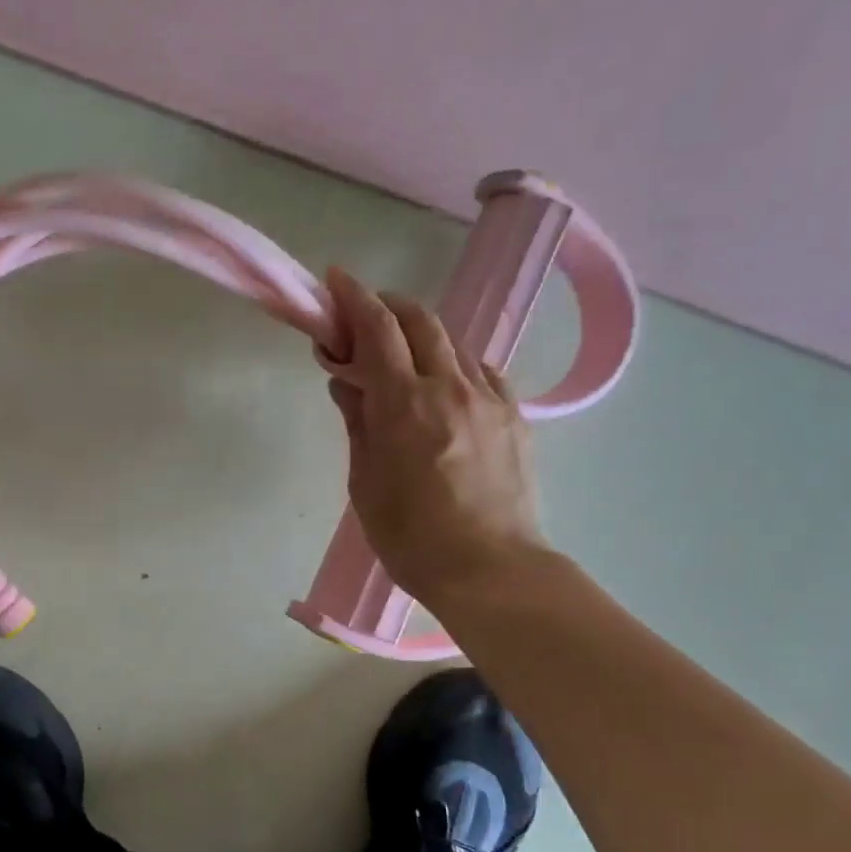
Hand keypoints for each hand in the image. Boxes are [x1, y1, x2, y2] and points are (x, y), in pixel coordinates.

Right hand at [320, 267, 548, 611]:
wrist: (491, 570)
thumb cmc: (412, 537)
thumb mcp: (366, 483)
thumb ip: (358, 422)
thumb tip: (347, 380)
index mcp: (405, 404)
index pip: (377, 330)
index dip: (354, 298)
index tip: (335, 281)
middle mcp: (451, 387)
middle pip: (420, 321)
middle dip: (387, 306)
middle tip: (362, 318)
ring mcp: (490, 399)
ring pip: (453, 342)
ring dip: (421, 335)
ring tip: (400, 356)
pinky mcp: (515, 417)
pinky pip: (482, 372)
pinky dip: (454, 364)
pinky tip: (445, 386)